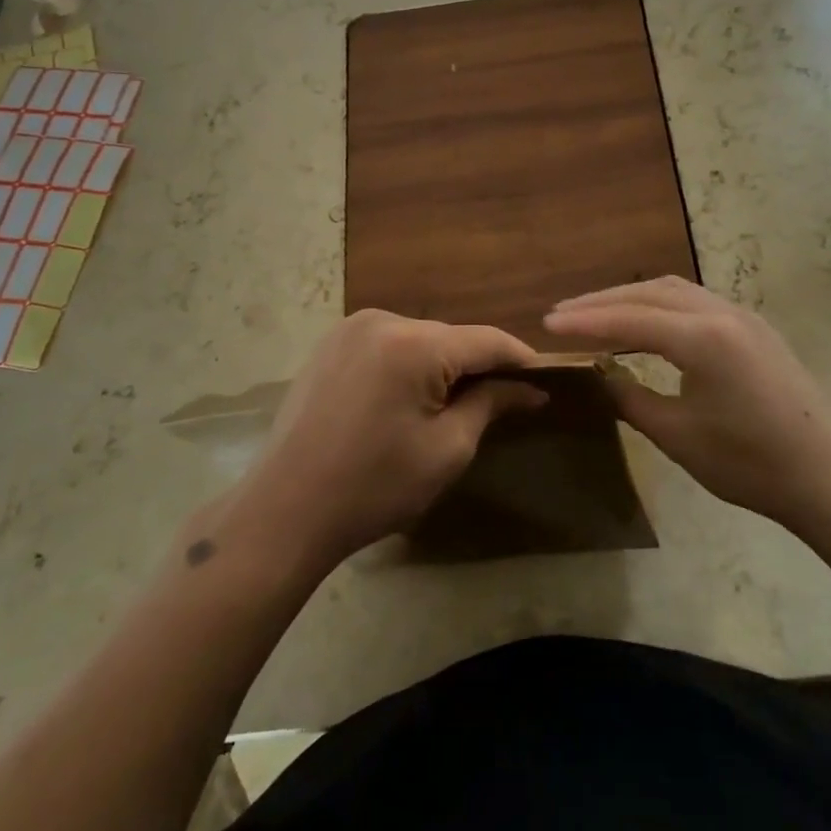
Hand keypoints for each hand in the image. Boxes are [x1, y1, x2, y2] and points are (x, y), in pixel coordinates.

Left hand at [218, 310, 544, 571]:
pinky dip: (409, 363)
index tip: (546, 381)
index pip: (486, 340)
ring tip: (459, 401)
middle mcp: (382, 320)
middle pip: (451, 337)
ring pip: (420, 339)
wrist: (284, 510)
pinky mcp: (330, 344)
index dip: (520, 359)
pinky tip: (412, 396)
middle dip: (479, 365)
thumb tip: (529, 389)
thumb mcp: (446, 450)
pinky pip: (388, 344)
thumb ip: (490, 405)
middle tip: (505, 399)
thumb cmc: (373, 487)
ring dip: (443, 364)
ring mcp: (350, 328)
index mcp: (413, 344)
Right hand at [543, 277, 830, 532]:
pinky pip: (695, 301)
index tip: (547, 323)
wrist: (825, 475)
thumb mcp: (677, 435)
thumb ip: (630, 397)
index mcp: (703, 339)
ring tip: (596, 313)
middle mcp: (721, 312)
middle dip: (602, 302)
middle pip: (649, 293)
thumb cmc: (749, 463)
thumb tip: (600, 373)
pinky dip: (659, 305)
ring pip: (673, 291)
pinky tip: (645, 322)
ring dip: (631, 298)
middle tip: (563, 314)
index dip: (585, 322)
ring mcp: (742, 315)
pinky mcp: (753, 327)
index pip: (629, 319)